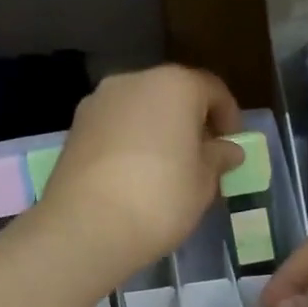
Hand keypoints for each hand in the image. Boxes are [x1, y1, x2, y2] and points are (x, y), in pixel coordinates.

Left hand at [39, 66, 243, 281]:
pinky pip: (114, 126)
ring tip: (167, 169)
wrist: (85, 226)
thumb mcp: (204, 182)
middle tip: (201, 158)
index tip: (232, 147)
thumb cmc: (160, 198)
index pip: (212, 90)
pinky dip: (129, 140)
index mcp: (174, 84)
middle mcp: (133, 81)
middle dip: (190, 121)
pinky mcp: (75, 126)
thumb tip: (227, 149)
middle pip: (173, 94)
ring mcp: (98, 101)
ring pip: (140, 108)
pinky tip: (134, 174)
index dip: (229, 118)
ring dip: (157, 129)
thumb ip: (218, 158)